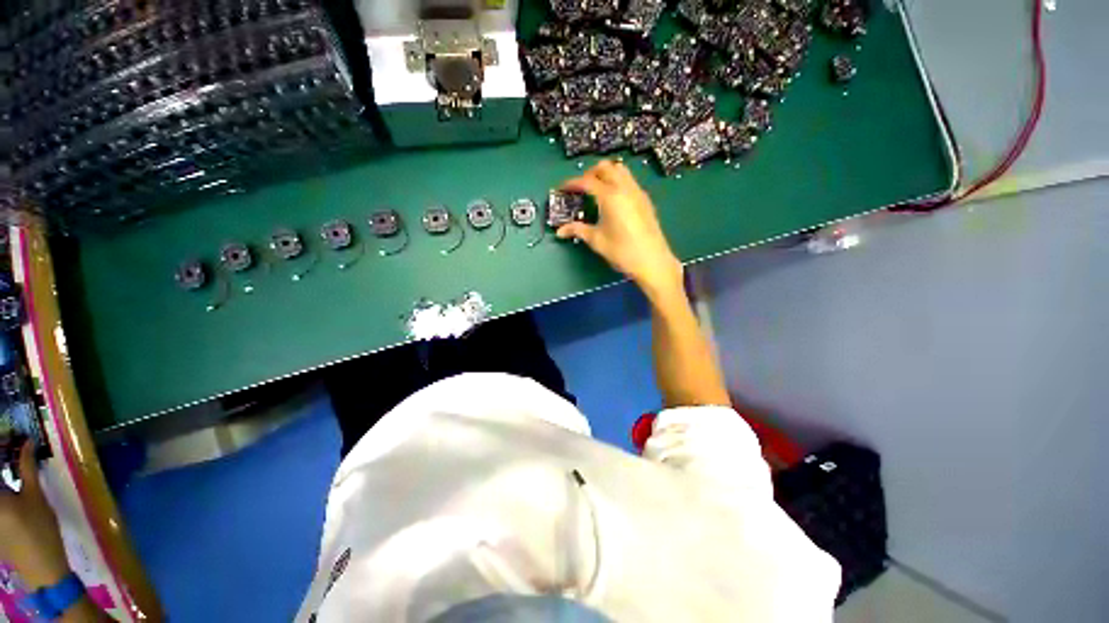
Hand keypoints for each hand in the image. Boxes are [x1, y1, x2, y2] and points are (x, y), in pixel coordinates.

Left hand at [0, 440, 70, 588]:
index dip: (1, 447)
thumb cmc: (40, 529)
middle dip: (2, 462)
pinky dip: (3, 493)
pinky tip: (9, 491)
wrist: (41, 566)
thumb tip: (26, 443)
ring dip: (2, 479)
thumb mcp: (36, 497)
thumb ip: (27, 468)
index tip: (7, 439)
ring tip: (10, 468)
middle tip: (9, 451)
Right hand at [557, 160, 683, 296]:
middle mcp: (624, 188)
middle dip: (590, 173)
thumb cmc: (622, 251)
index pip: (587, 181)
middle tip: (580, 188)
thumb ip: (577, 230)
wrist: (652, 260)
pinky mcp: (645, 199)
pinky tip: (613, 200)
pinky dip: (617, 181)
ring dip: (605, 174)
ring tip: (596, 190)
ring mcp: (637, 192)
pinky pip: (629, 180)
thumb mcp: (597, 240)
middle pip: (605, 167)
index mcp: (610, 196)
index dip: (572, 183)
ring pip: (620, 170)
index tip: (562, 189)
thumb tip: (560, 231)